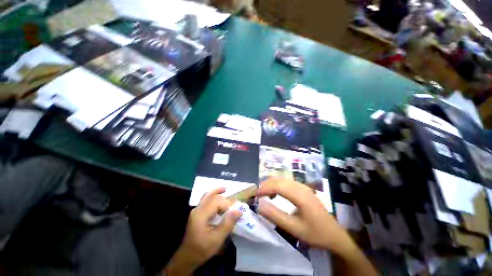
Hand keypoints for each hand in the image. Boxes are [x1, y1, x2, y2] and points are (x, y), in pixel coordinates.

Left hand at [164, 188, 241, 275]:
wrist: (187, 257)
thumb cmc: (202, 249)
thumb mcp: (217, 239)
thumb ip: (228, 223)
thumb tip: (239, 210)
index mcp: (201, 214)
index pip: (217, 202)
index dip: (227, 205)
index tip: (234, 212)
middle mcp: (198, 209)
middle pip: (212, 196)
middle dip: (223, 198)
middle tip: (233, 204)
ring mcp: (196, 210)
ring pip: (207, 196)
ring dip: (217, 192)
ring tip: (225, 189)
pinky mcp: (197, 213)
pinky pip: (206, 200)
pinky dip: (213, 196)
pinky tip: (218, 197)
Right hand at [257, 177, 355, 254]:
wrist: (335, 235)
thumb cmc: (315, 233)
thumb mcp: (294, 228)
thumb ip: (275, 216)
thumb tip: (259, 205)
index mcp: (299, 195)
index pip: (277, 186)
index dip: (264, 188)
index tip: (254, 195)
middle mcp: (300, 186)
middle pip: (279, 180)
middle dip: (265, 185)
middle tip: (255, 194)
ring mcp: (302, 186)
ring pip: (282, 180)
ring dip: (270, 185)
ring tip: (262, 195)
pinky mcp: (303, 189)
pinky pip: (286, 183)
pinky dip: (277, 186)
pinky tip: (274, 195)